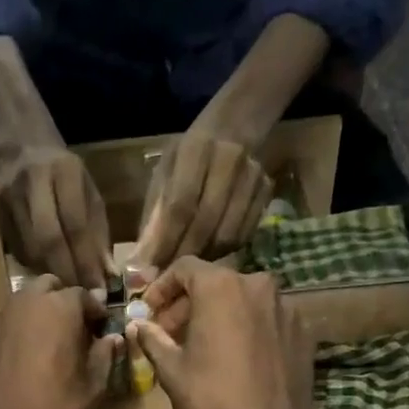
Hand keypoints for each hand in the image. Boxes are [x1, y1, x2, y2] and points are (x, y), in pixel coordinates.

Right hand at [0, 141, 113, 289]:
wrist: (23, 149)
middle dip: (67, 272)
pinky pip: (17, 251)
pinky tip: (45, 275)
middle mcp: (32, 181)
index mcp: (64, 171)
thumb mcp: (90, 195)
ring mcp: (7, 197)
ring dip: (50, 274)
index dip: (86, 261)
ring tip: (66, 291)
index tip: (98, 290)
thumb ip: (98, 235)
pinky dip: (34, 268)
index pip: (76, 224)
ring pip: (30, 249)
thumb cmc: (66, 177)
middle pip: (48, 239)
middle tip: (80, 297)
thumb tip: (107, 278)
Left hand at [0, 275, 121, 408]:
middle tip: (72, 334)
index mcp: (57, 309)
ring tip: (44, 349)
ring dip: (35, 318)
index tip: (101, 330)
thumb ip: (105, 356)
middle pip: (46, 289)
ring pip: (19, 306)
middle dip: (62, 304)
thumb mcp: (94, 391)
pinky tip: (17, 366)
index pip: (83, 295)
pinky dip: (12, 337)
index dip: (95, 312)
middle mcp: (21, 305)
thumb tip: (112, 337)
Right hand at [126, 258, 315, 408]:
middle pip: (215, 283)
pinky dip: (246, 330)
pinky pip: (266, 320)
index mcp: (221, 287)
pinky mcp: (302, 331)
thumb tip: (137, 324)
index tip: (149, 312)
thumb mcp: (172, 370)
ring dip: (219, 316)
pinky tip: (236, 360)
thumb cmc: (211, 400)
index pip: (184, 268)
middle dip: (189, 305)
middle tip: (170, 334)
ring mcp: (285, 307)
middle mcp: (257, 285)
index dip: (161, 288)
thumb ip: (153, 339)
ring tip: (203, 348)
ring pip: (243, 301)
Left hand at [135, 128, 271, 269]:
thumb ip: (153, 216)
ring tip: (186, 272)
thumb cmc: (187, 157)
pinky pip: (244, 235)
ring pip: (227, 234)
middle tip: (166, 280)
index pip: (179, 205)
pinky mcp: (267, 191)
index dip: (165, 242)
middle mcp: (228, 160)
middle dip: (183, 256)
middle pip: (205, 223)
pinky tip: (209, 258)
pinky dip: (224, 253)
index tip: (149, 270)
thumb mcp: (163, 175)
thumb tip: (142, 262)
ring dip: (203, 260)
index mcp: (195, 150)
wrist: (233, 128)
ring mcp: (252, 176)